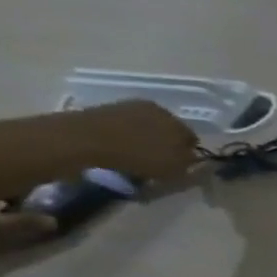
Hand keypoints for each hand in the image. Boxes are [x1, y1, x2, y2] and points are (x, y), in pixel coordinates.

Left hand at [70, 100, 199, 182]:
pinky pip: (122, 126)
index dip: (188, 153)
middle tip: (157, 160)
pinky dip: (123, 137)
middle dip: (166, 143)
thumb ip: (189, 164)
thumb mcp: (176, 169)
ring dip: (143, 139)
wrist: (85, 140)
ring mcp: (128, 107)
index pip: (192, 139)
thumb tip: (192, 159)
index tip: (180, 165)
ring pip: (145, 126)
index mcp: (180, 123)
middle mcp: (158, 110)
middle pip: (168, 129)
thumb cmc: (139, 156)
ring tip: (135, 156)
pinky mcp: (104, 109)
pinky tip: (117, 148)